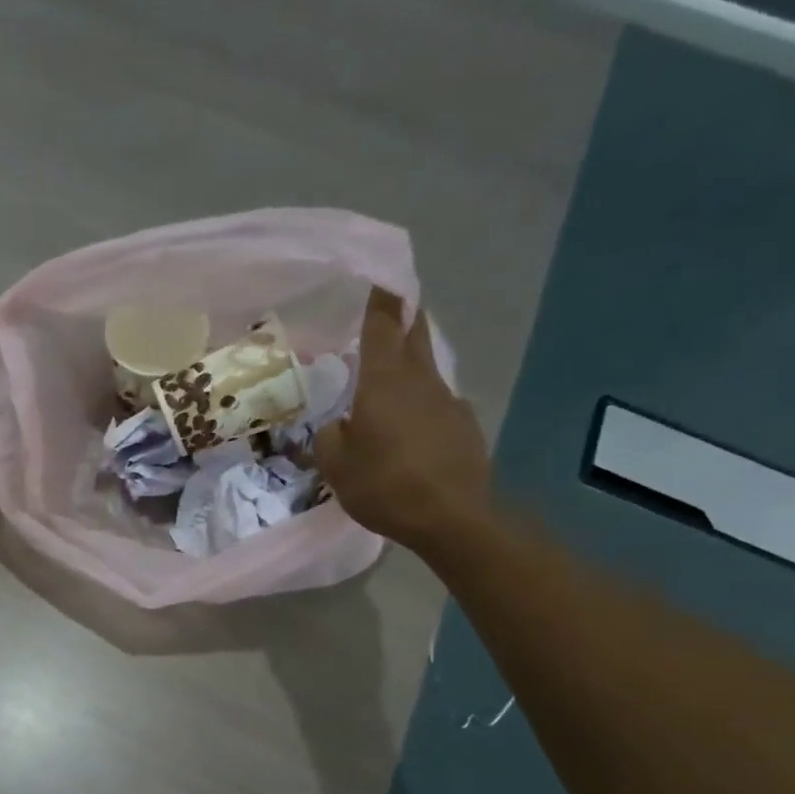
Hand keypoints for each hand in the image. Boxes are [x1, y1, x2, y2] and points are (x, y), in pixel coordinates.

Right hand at [313, 288, 491, 553]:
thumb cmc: (386, 485)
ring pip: (425, 369)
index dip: (381, 297)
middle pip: (415, 334)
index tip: (379, 275)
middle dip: (404, 315)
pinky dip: (420, 404)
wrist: (452, 518)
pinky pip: (436, 403)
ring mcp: (448, 402)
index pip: (384, 324)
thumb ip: (331, 436)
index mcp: (385, 382)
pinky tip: (409, 430)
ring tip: (388, 380)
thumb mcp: (336, 465)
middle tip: (391, 306)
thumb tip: (340, 425)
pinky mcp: (463, 427)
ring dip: (409, 364)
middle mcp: (420, 381)